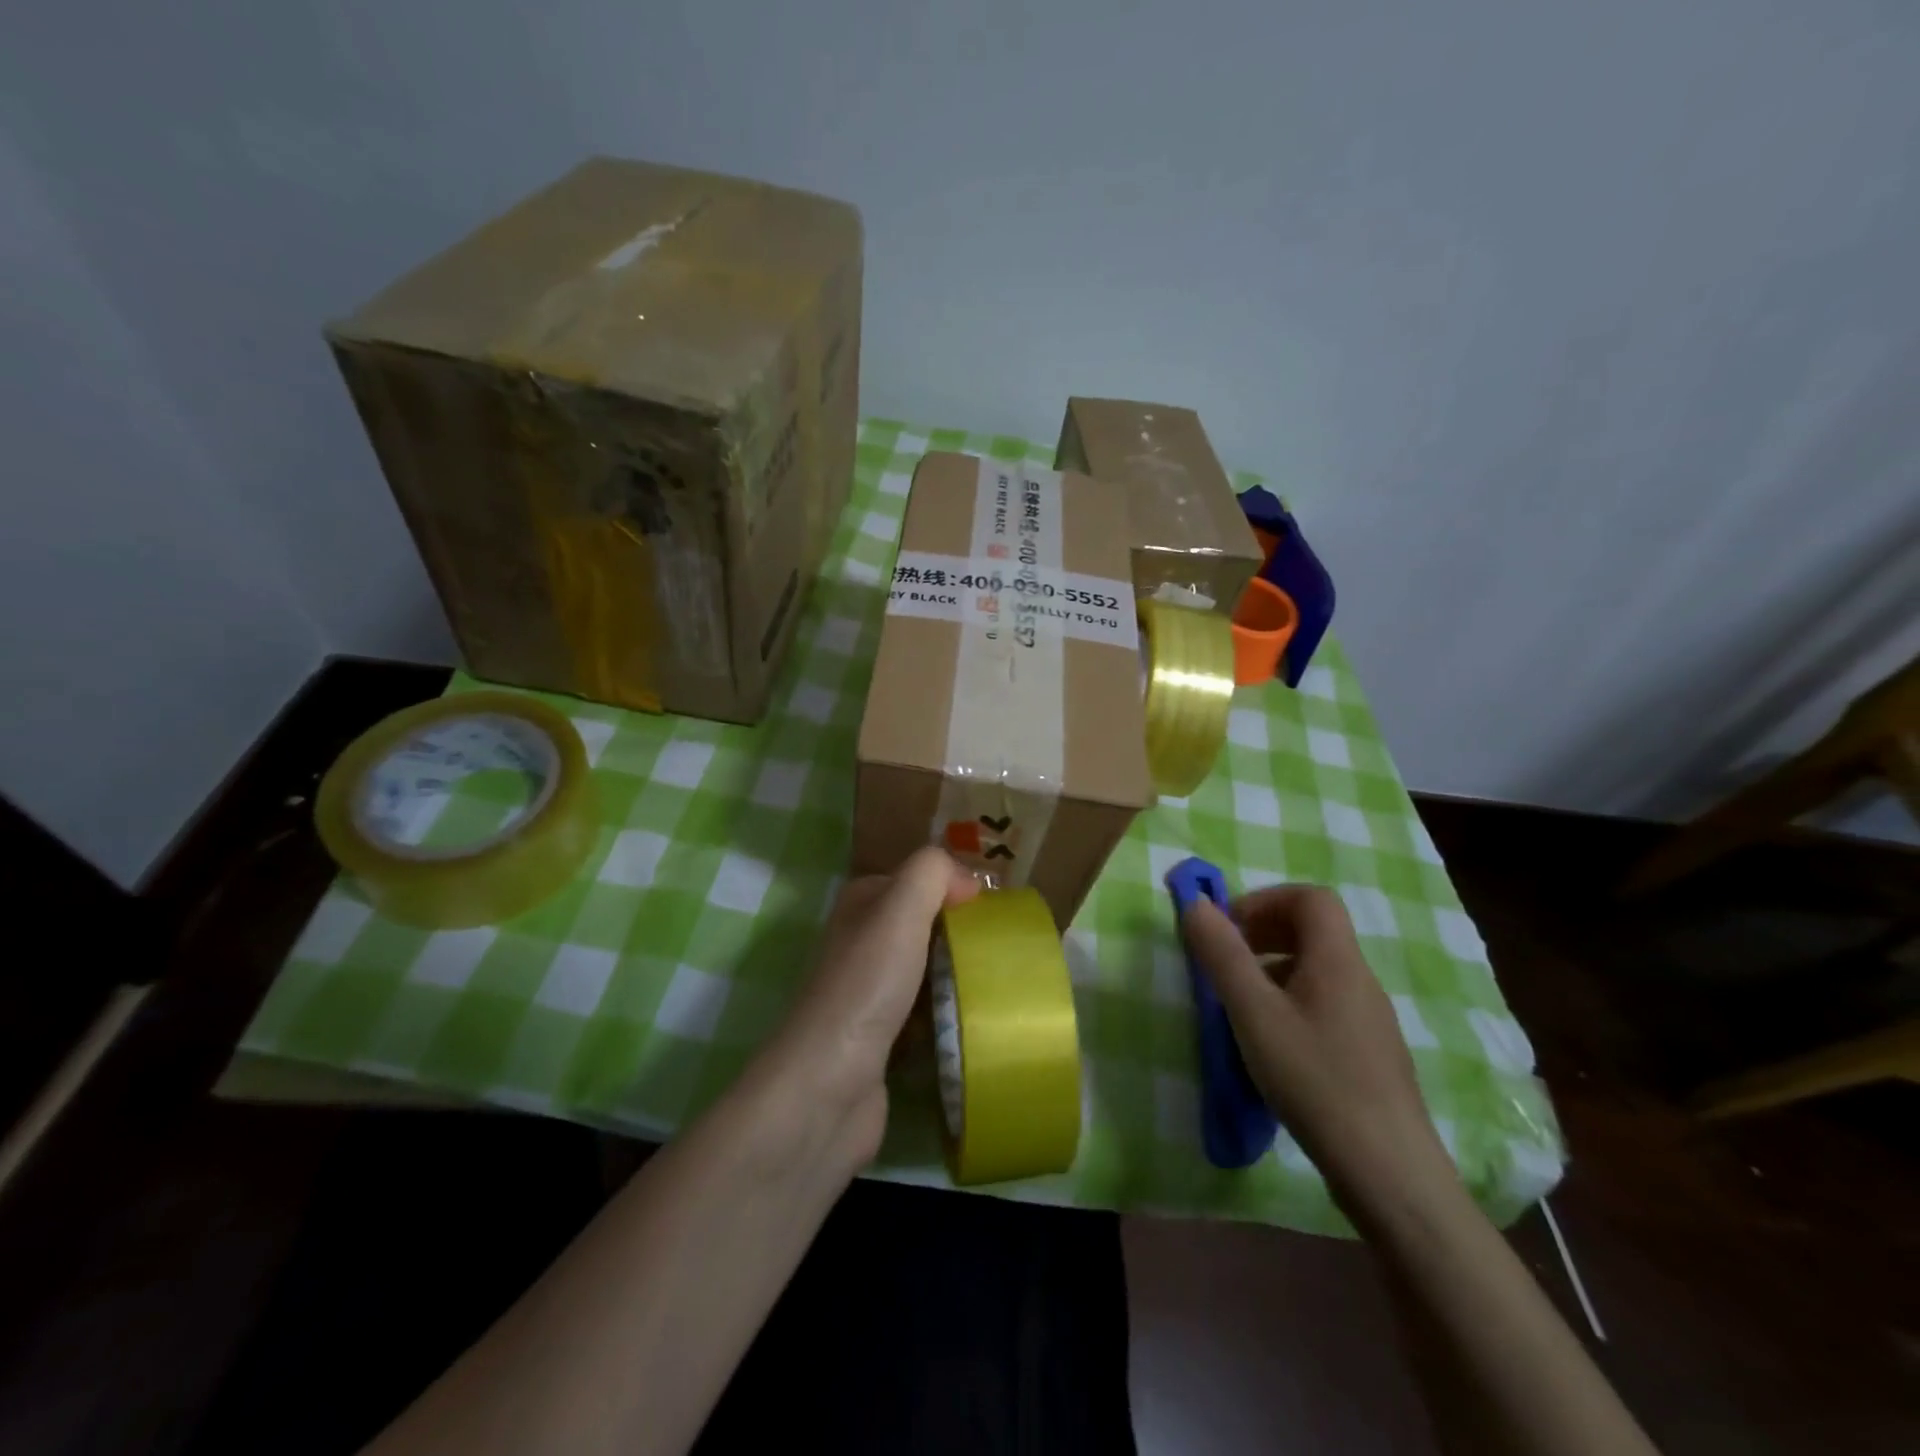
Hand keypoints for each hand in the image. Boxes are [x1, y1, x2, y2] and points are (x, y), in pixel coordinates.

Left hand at [750, 848, 978, 1175]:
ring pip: (927, 967)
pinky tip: (973, 1018)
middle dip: (961, 930)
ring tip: (998, 980)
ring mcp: (869, 990)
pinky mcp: (880, 1035)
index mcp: (861, 903)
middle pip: (924, 923)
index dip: (954, 886)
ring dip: (958, 972)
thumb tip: (964, 879)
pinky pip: (926, 1010)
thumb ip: (931, 873)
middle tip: (1002, 945)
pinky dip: (948, 1011)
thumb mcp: (900, 910)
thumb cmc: (867, 987)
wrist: (828, 1087)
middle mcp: (860, 941)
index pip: (917, 879)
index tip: (993, 909)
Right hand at [1181, 887, 1455, 1215]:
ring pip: (1318, 970)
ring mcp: (1370, 1018)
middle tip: (1228, 961)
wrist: (1389, 1172)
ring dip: (1274, 970)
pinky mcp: (1370, 1053)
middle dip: (1265, 932)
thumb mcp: (1253, 1013)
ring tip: (1241, 1006)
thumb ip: (1222, 955)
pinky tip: (1272, 1046)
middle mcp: (1360, 979)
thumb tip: (1195, 903)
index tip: (1230, 930)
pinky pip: (1326, 1004)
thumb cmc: (1315, 1079)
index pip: (1311, 898)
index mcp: (1337, 960)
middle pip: (1315, 930)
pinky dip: (1291, 1003)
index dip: (1265, 900)